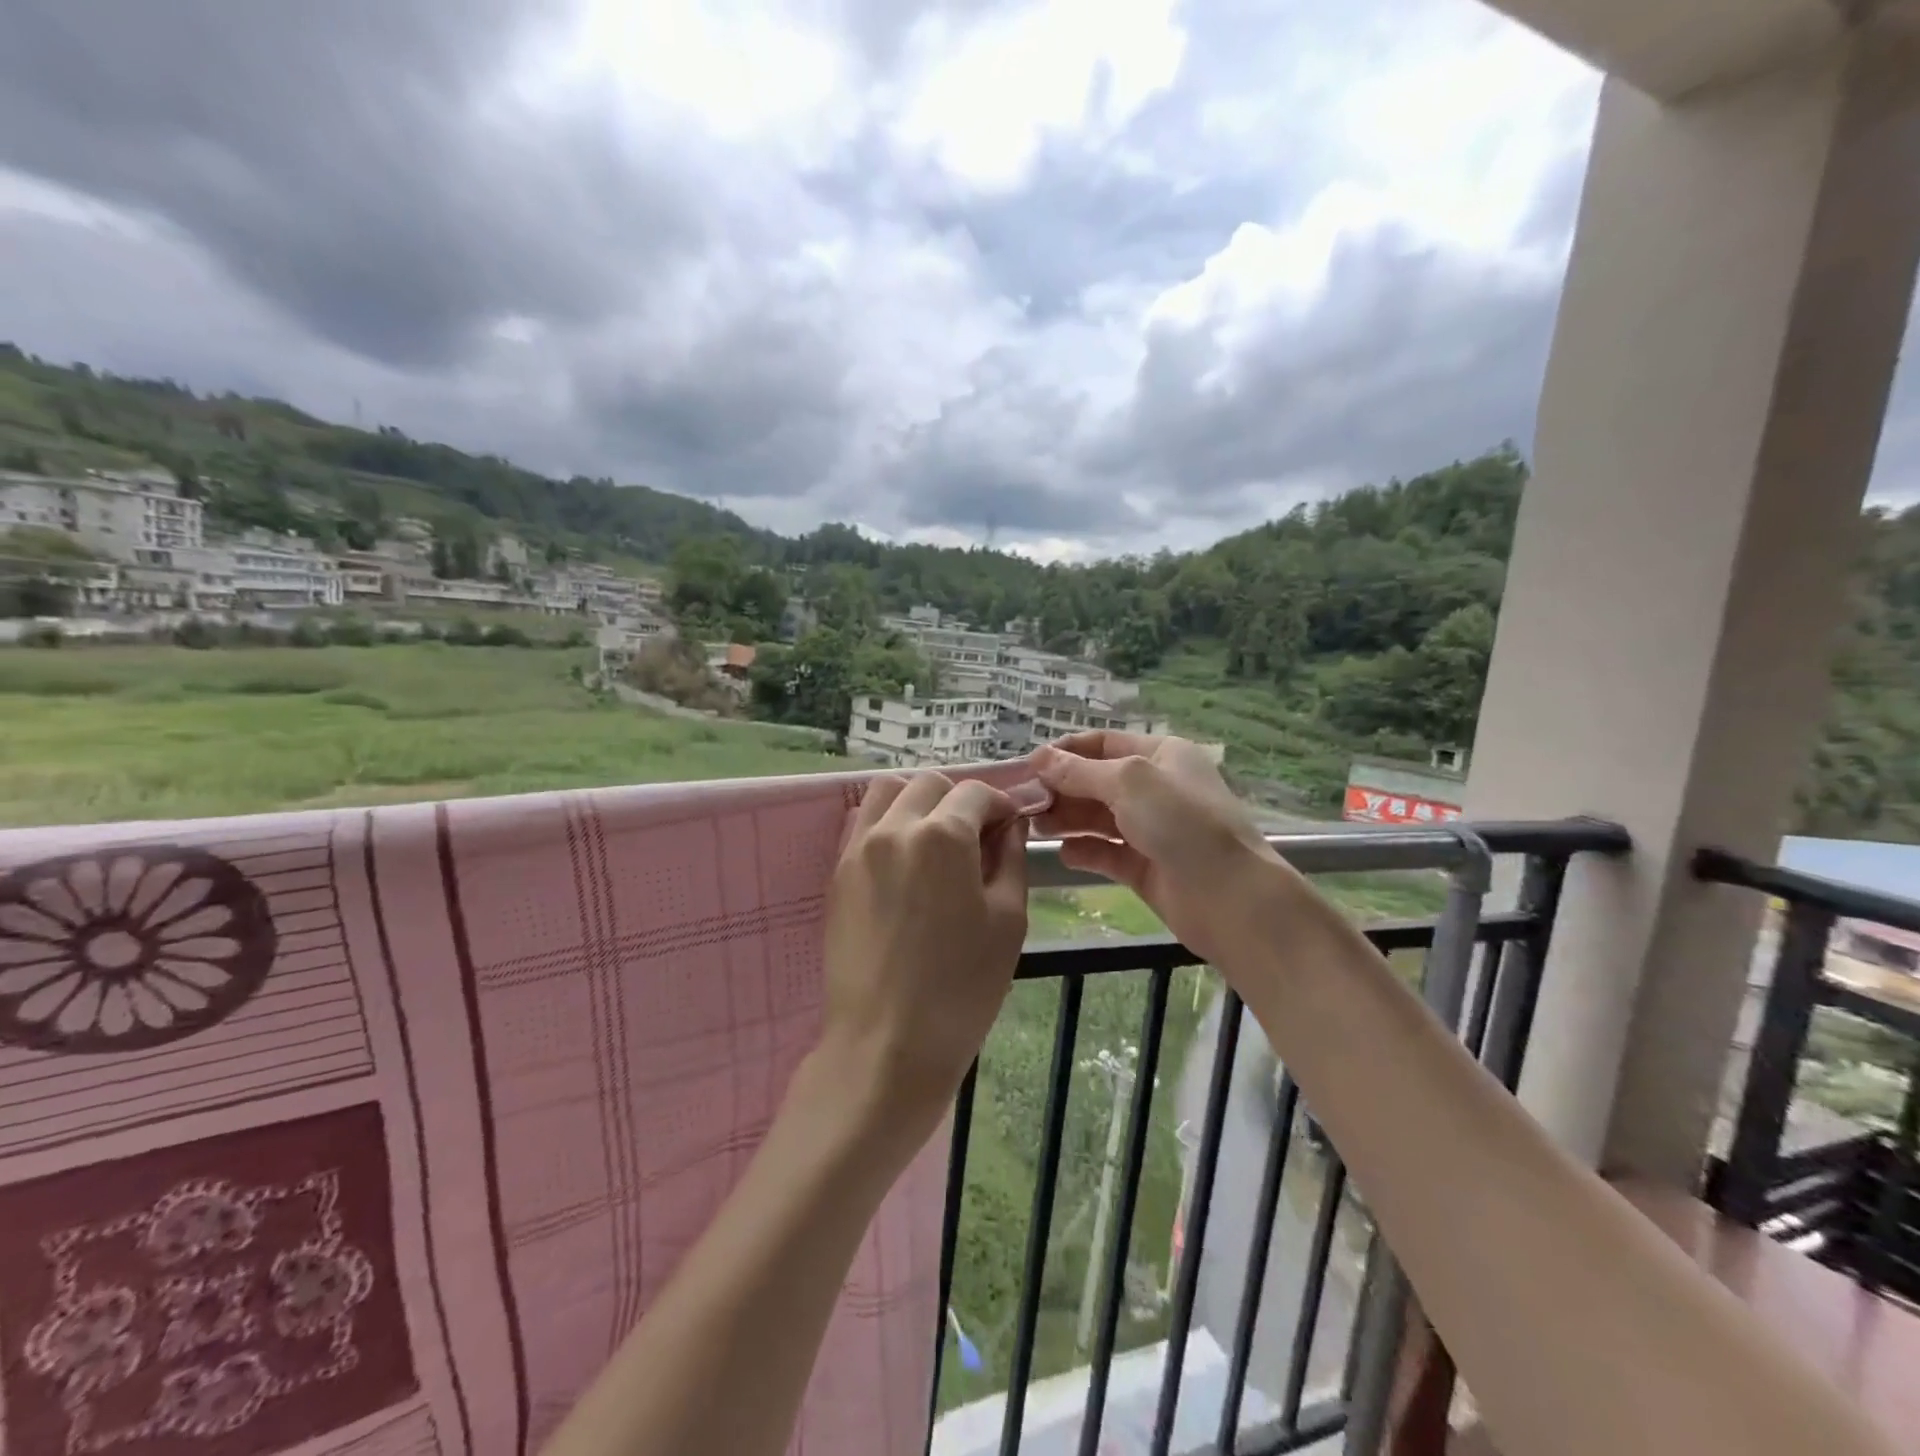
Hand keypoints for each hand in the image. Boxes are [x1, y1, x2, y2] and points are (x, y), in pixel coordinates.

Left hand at [817, 772, 1029, 1150]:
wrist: (886, 1044)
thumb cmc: (962, 987)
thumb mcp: (1008, 920)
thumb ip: (1010, 857)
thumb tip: (1009, 824)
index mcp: (942, 834)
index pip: (975, 793)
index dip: (1001, 804)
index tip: (1011, 826)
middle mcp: (894, 827)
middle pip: (929, 784)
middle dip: (959, 799)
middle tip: (977, 837)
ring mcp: (858, 848)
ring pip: (887, 792)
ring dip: (917, 801)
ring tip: (936, 840)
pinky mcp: (837, 873)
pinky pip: (862, 823)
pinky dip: (887, 822)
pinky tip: (904, 859)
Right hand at [1032, 733, 1291, 965]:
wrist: (1232, 898)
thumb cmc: (1183, 824)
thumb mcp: (1129, 783)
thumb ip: (1080, 772)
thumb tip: (1040, 758)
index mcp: (1161, 756)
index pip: (1103, 744)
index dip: (1065, 752)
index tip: (1028, 765)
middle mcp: (1156, 789)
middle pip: (1096, 782)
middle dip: (1061, 788)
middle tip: (1025, 802)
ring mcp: (1152, 830)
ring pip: (1098, 818)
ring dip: (1067, 819)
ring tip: (1036, 826)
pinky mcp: (1146, 868)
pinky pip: (1107, 853)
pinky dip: (1085, 851)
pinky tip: (1064, 854)